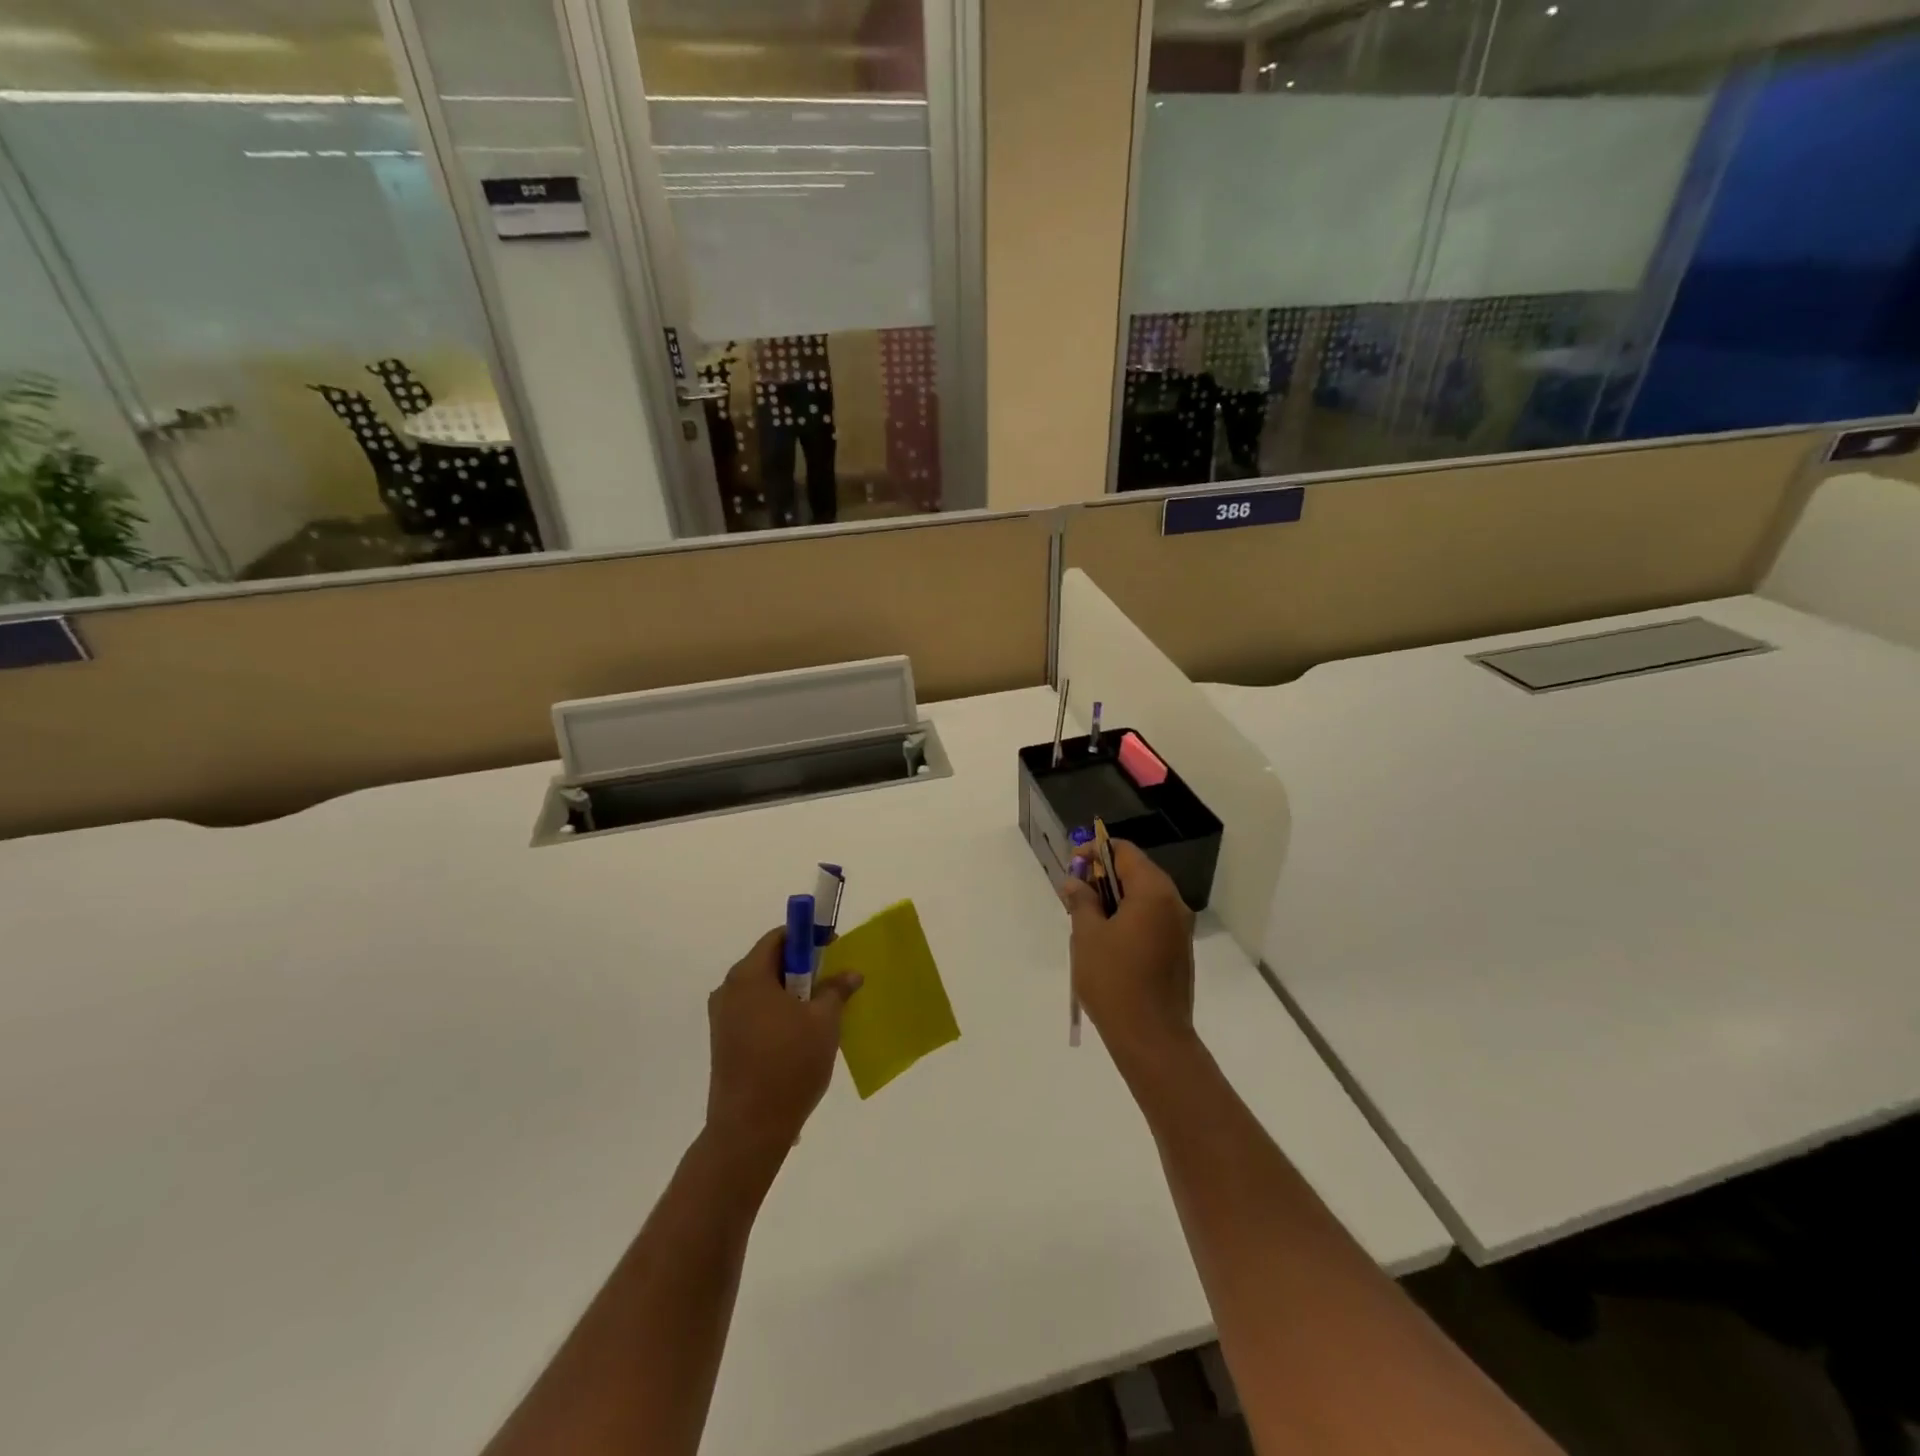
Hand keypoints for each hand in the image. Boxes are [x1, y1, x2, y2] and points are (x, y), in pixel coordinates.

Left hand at [705, 928, 861, 1161]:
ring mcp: (722, 1018)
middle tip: (831, 980)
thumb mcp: (824, 1022)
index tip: (832, 945)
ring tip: (819, 1012)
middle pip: (768, 962)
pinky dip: (777, 1012)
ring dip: (791, 992)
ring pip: (762, 990)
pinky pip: (754, 1012)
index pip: (779, 937)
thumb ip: (836, 990)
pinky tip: (799, 1035)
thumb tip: (850, 974)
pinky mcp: (722, 1043)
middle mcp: (728, 990)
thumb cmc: (789, 1064)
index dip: (807, 936)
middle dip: (802, 967)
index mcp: (748, 976)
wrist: (749, 1129)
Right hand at [1062, 840, 1197, 1073]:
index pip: (1124, 852)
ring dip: (1115, 901)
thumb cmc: (1115, 980)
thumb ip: (1082, 901)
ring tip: (1086, 921)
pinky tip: (1107, 943)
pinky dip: (1129, 920)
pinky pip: (1151, 921)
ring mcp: (1180, 930)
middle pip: (1137, 873)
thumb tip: (1075, 883)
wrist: (1152, 1039)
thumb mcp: (1087, 936)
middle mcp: (1174, 904)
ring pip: (1144, 899)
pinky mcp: (1178, 953)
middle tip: (1075, 895)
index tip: (1072, 867)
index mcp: (1154, 892)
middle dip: (1103, 878)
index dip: (1095, 852)